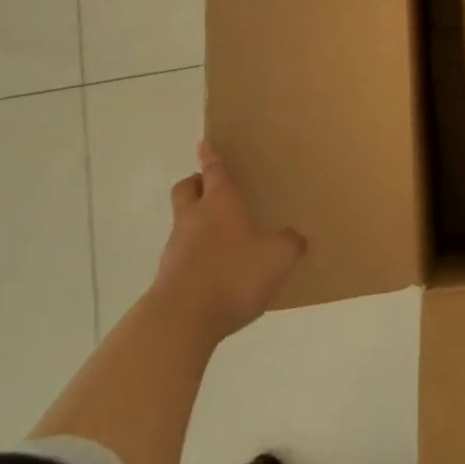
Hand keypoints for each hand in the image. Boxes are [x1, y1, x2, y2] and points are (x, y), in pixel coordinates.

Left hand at [150, 143, 306, 341]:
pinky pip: (181, 254)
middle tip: (211, 188)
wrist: (181, 319)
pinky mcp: (167, 276)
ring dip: (195, 223)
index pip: (214, 170)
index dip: (211, 156)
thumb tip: (297, 237)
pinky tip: (213, 273)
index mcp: (220, 202)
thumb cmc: (232, 275)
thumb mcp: (276, 259)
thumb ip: (290, 244)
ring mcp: (176, 246)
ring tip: (220, 238)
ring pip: (182, 222)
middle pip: (187, 189)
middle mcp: (194, 217)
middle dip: (196, 184)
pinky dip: (194, 256)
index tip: (204, 144)